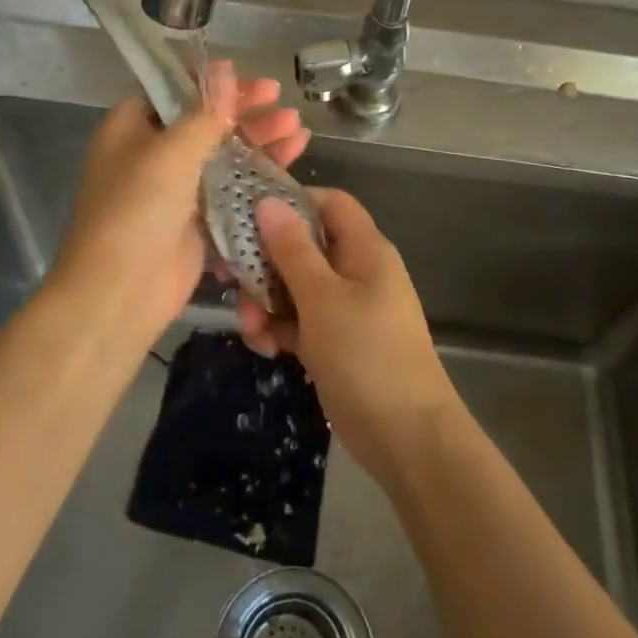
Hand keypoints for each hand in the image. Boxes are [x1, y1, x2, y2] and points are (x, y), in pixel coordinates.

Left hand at [50, 60, 309, 350]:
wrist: (121, 292)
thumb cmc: (136, 211)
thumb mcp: (169, 154)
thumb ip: (204, 114)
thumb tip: (225, 69)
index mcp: (131, 130)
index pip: (172, 92)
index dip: (209, 82)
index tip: (246, 75)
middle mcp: (153, 155)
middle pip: (205, 122)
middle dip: (245, 111)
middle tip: (281, 100)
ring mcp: (178, 189)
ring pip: (225, 154)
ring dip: (259, 140)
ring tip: (297, 128)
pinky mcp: (200, 219)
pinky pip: (234, 187)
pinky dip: (260, 173)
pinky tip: (292, 158)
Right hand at [237, 188, 463, 486]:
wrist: (406, 437)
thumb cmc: (366, 355)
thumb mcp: (322, 298)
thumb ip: (292, 249)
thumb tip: (269, 201)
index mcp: (364, 249)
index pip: (329, 203)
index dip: (291, 202)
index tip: (248, 216)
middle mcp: (357, 271)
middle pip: (303, 246)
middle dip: (265, 264)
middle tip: (232, 282)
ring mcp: (347, 308)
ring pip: (296, 286)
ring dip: (267, 303)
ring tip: (254, 331)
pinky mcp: (337, 341)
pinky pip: (301, 321)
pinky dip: (281, 329)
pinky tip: (268, 349)